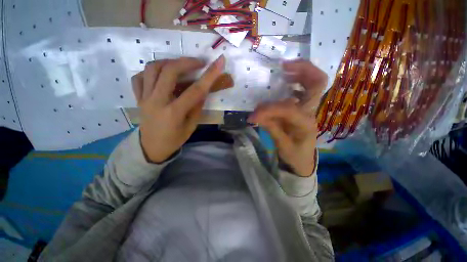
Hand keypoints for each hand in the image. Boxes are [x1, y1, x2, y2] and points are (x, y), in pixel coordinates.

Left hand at [132, 56, 224, 162]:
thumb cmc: (174, 140)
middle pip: (169, 71)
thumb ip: (197, 108)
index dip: (209, 75)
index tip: (219, 61)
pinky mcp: (138, 97)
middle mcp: (157, 101)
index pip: (195, 90)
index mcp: (174, 113)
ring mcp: (144, 98)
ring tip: (181, 65)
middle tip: (199, 62)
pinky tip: (161, 75)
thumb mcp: (191, 127)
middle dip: (187, 62)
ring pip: (152, 68)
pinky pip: (140, 77)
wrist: (151, 148)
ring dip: (169, 62)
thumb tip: (202, 91)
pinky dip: (151, 71)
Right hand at [248, 60, 326, 176]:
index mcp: (306, 123)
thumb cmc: (294, 155)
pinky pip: (304, 89)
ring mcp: (309, 109)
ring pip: (313, 83)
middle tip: (283, 66)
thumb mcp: (281, 145)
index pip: (287, 108)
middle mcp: (311, 112)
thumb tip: (255, 115)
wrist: (302, 160)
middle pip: (317, 83)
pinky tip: (284, 82)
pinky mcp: (303, 109)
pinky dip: (295, 82)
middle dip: (303, 70)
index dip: (269, 109)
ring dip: (300, 72)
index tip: (253, 116)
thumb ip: (270, 127)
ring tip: (283, 70)